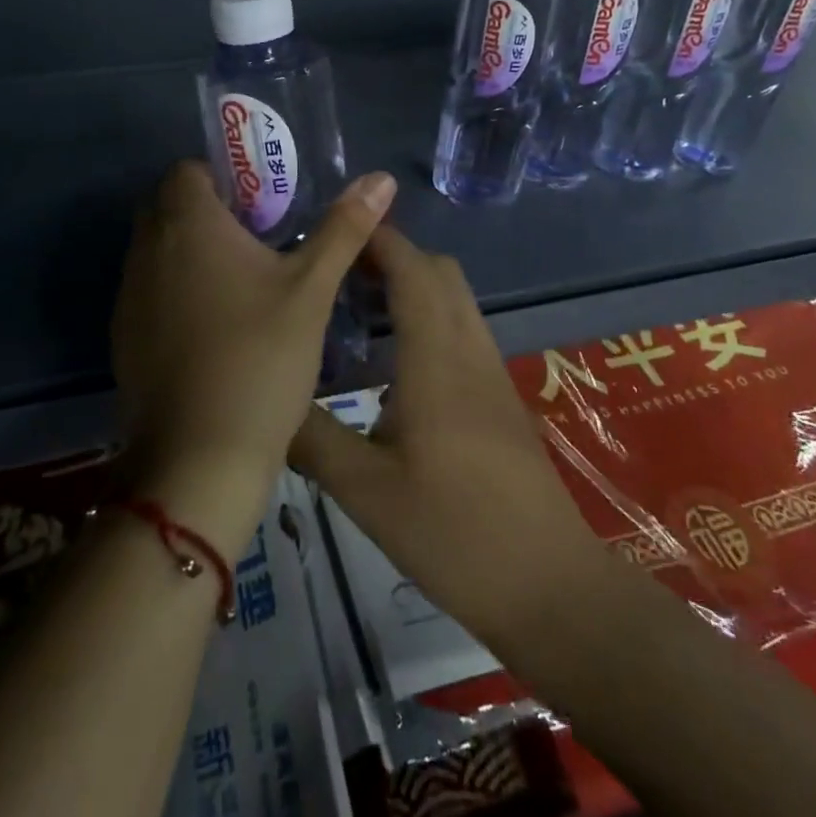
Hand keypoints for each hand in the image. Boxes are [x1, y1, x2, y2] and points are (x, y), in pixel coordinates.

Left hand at [111, 160, 394, 557]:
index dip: (226, 177)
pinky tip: (218, 327)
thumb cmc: (261, 357)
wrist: (200, 457)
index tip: (264, 204)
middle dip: (213, 212)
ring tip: (246, 284)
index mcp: (187, 224)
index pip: (188, 170)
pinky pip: (151, 290)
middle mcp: (147, 250)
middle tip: (263, 239)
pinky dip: (178, 291)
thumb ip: (344, 228)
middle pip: (171, 206)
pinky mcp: (124, 336)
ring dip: (194, 252)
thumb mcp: (311, 288)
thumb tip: (381, 178)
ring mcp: (129, 295)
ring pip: (159, 250)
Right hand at [290, 224, 606, 646]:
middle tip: (339, 272)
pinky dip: (429, 318)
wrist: (549, 586)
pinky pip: (463, 331)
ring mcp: (492, 373)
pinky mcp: (501, 398)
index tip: (334, 230)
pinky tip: (394, 363)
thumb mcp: (366, 491)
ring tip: (357, 310)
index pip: (412, 269)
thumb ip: (312, 438)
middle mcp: (470, 350)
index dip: (378, 239)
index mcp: (436, 358)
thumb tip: (266, 402)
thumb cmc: (455, 533)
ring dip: (413, 286)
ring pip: (455, 300)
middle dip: (394, 256)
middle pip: (440, 272)